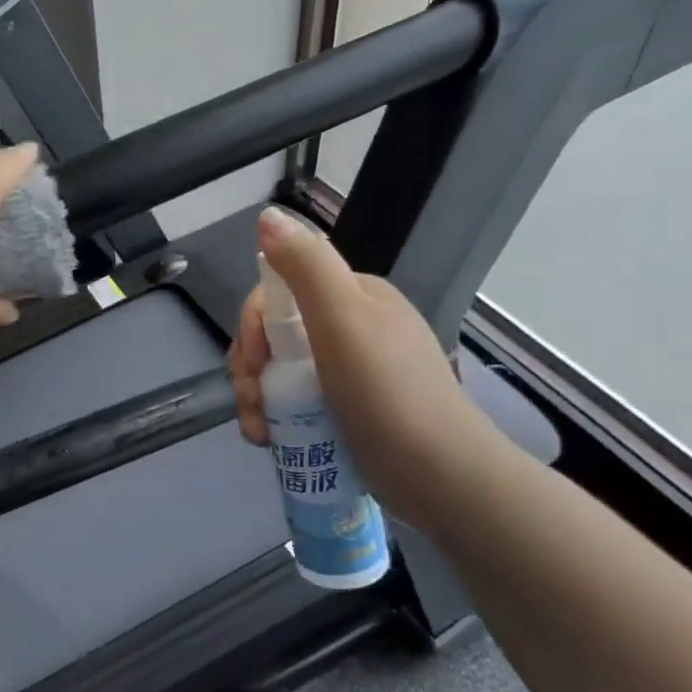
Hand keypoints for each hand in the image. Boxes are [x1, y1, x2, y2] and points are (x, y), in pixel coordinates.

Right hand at [228, 208, 511, 531]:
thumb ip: (305, 265)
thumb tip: (267, 214)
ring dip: (255, 397)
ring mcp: (348, 372)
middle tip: (252, 402)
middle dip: (250, 366)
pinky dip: (273, 418)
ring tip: (260, 431)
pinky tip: (269, 440)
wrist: (440, 476)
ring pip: (278, 371)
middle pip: (274, 334)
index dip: (253, 324)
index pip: (280, 293)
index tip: (252, 361)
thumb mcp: (343, 319)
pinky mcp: (345, 412)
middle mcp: (350, 328)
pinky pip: (294, 403)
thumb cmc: (387, 392)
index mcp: (354, 297)